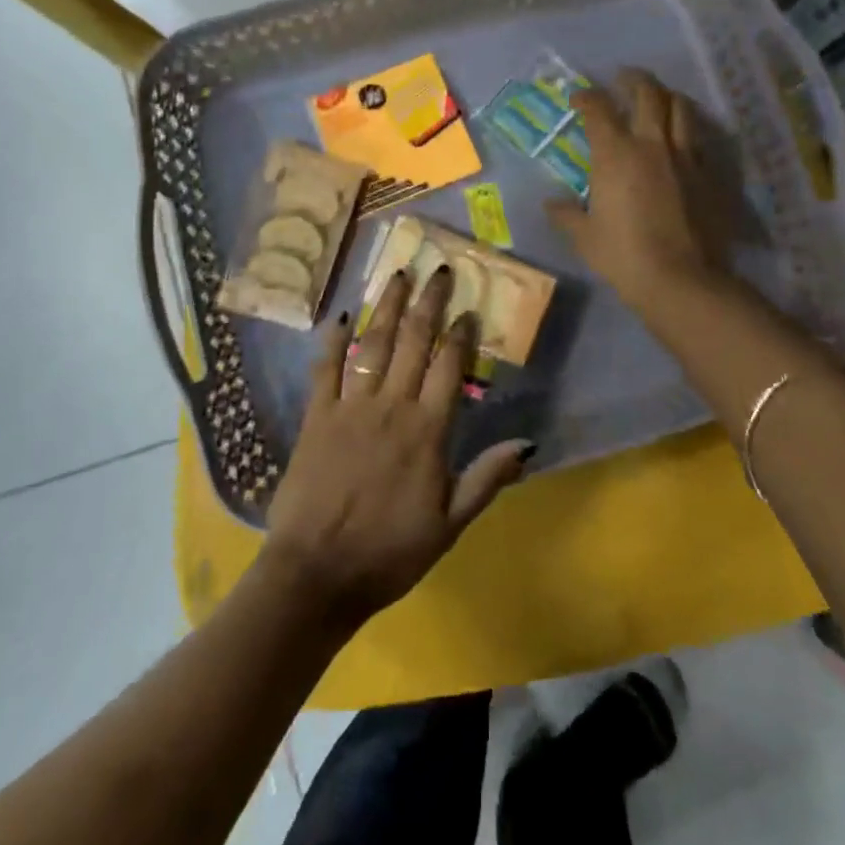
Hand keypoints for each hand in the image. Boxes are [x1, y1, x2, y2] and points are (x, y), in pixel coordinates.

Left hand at [262, 268, 533, 628]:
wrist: (318, 575)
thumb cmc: (390, 553)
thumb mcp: (450, 525)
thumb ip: (487, 478)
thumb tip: (529, 443)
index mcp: (427, 431)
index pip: (449, 369)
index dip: (460, 335)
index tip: (468, 308)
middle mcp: (391, 407)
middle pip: (413, 343)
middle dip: (429, 303)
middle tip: (439, 269)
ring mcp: (350, 408)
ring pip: (373, 345)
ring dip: (388, 307)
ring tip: (398, 273)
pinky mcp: (316, 417)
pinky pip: (325, 369)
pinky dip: (333, 340)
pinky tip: (343, 314)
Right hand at [545, 70, 727, 308]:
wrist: (681, 279)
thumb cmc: (623, 256)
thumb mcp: (584, 237)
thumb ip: (566, 215)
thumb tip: (551, 204)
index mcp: (615, 155)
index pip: (599, 110)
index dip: (586, 97)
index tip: (578, 97)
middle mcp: (652, 144)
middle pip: (648, 93)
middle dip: (633, 79)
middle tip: (624, 79)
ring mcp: (686, 157)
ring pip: (682, 108)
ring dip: (667, 97)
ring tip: (658, 99)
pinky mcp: (710, 174)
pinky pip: (699, 140)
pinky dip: (687, 130)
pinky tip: (682, 140)